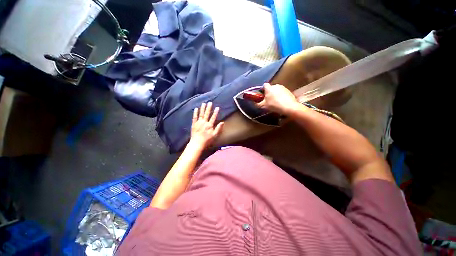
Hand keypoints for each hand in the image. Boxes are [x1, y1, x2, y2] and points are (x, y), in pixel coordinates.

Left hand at [190, 102, 223, 148]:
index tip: (217, 107)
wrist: (197, 143)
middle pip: (207, 114)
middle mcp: (204, 122)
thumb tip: (222, 122)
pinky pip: (194, 117)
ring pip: (201, 114)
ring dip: (202, 108)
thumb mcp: (215, 135)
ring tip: (203, 103)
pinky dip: (195, 113)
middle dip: (209, 108)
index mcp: (209, 125)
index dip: (216, 112)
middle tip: (210, 102)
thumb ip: (218, 128)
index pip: (213, 117)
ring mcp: (198, 123)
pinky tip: (196, 108)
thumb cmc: (207, 140)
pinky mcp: (194, 124)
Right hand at [257, 83, 299, 114]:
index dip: (262, 89)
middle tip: (268, 100)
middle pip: (270, 88)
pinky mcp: (289, 91)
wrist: (289, 107)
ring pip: (277, 90)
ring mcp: (283, 88)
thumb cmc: (274, 105)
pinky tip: (281, 102)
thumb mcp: (263, 106)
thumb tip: (254, 103)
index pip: (264, 85)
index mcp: (269, 88)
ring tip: (275, 102)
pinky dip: (281, 96)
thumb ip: (257, 104)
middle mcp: (276, 85)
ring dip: (275, 94)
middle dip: (269, 93)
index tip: (262, 95)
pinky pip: (282, 93)